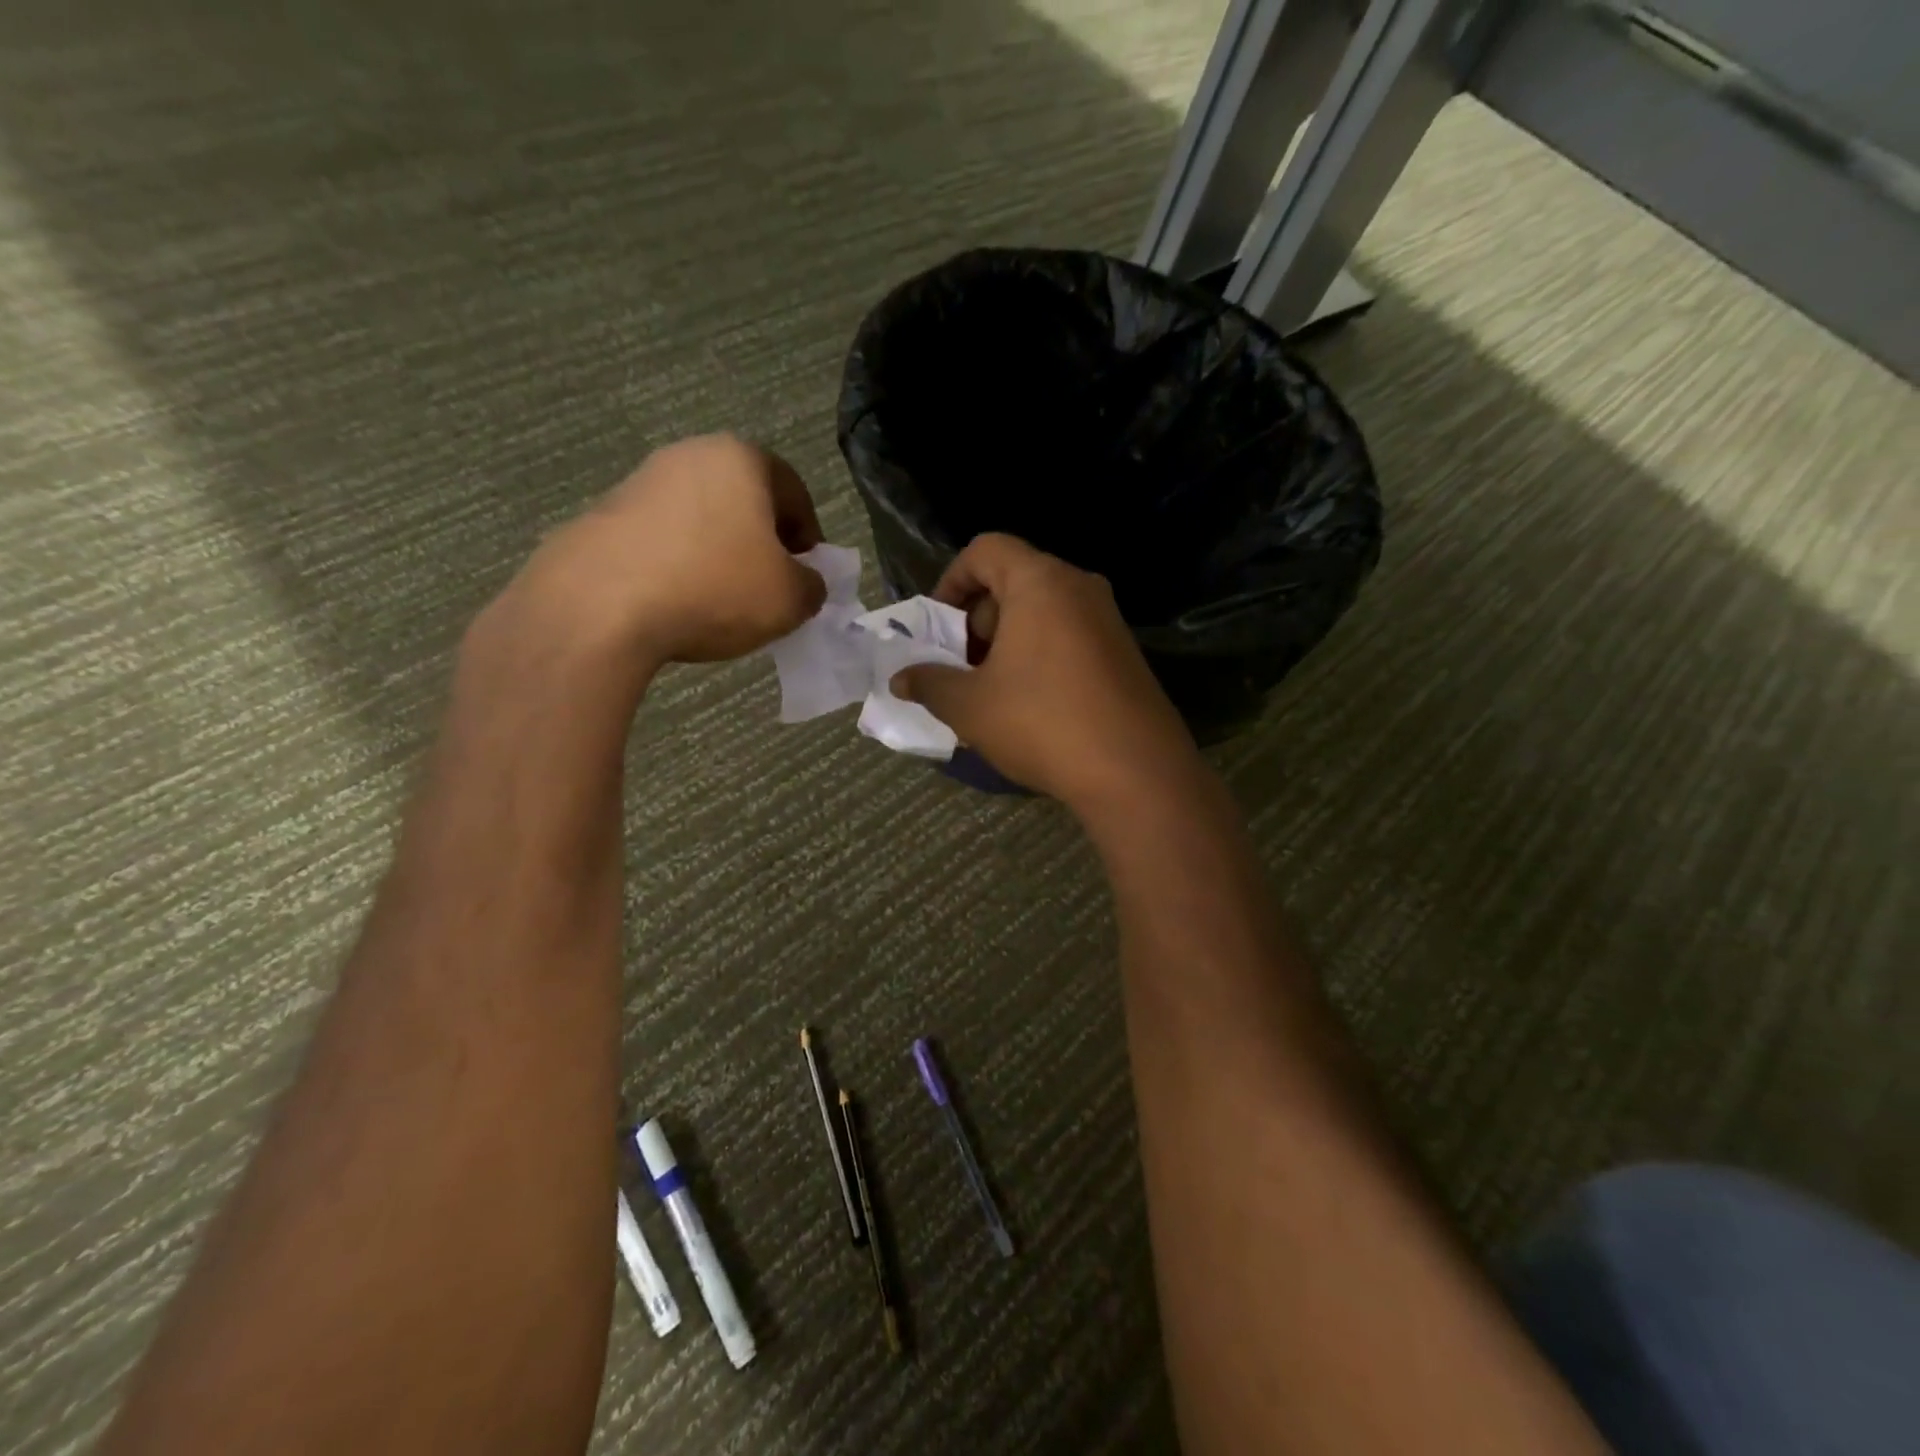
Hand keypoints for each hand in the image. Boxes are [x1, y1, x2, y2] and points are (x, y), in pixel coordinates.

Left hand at [501, 435, 828, 669]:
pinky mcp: (603, 514)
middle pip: (745, 499)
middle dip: (762, 542)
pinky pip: (661, 538)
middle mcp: (690, 455)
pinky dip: (678, 564)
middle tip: (768, 586)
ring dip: (719, 552)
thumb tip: (803, 582)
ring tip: (720, 599)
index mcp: (742, 459)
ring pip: (701, 517)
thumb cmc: (715, 588)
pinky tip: (677, 601)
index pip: (794, 492)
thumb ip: (812, 586)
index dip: (810, 537)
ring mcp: (640, 481)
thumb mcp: (791, 599)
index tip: (807, 574)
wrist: (601, 606)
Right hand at [891, 533, 1199, 811]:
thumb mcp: (970, 706)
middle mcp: (1080, 587)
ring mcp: (1108, 619)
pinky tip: (1031, 705)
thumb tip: (900, 679)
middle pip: (1014, 580)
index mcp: (1041, 582)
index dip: (951, 580)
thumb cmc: (1042, 723)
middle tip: (961, 668)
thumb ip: (929, 684)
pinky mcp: (1124, 652)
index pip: (986, 549)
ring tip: (991, 692)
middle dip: (977, 620)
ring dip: (1007, 642)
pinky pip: (1069, 635)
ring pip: (1042, 611)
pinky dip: (1039, 654)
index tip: (938, 626)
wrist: (1136, 772)